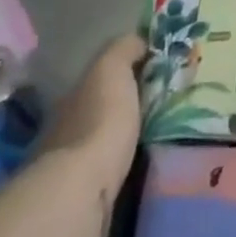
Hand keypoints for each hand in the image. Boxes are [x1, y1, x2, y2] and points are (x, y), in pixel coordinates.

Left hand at [42, 33, 146, 233]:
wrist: (82, 190)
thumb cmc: (100, 120)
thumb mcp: (112, 69)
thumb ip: (123, 49)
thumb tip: (140, 40)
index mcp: (74, 95)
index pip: (103, 75)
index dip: (129, 68)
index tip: (160, 70)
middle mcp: (67, 126)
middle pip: (103, 107)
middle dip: (128, 104)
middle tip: (167, 102)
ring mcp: (72, 164)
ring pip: (106, 139)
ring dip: (128, 135)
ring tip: (164, 132)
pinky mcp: (85, 196)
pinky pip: (112, 168)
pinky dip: (127, 161)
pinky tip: (147, 160)